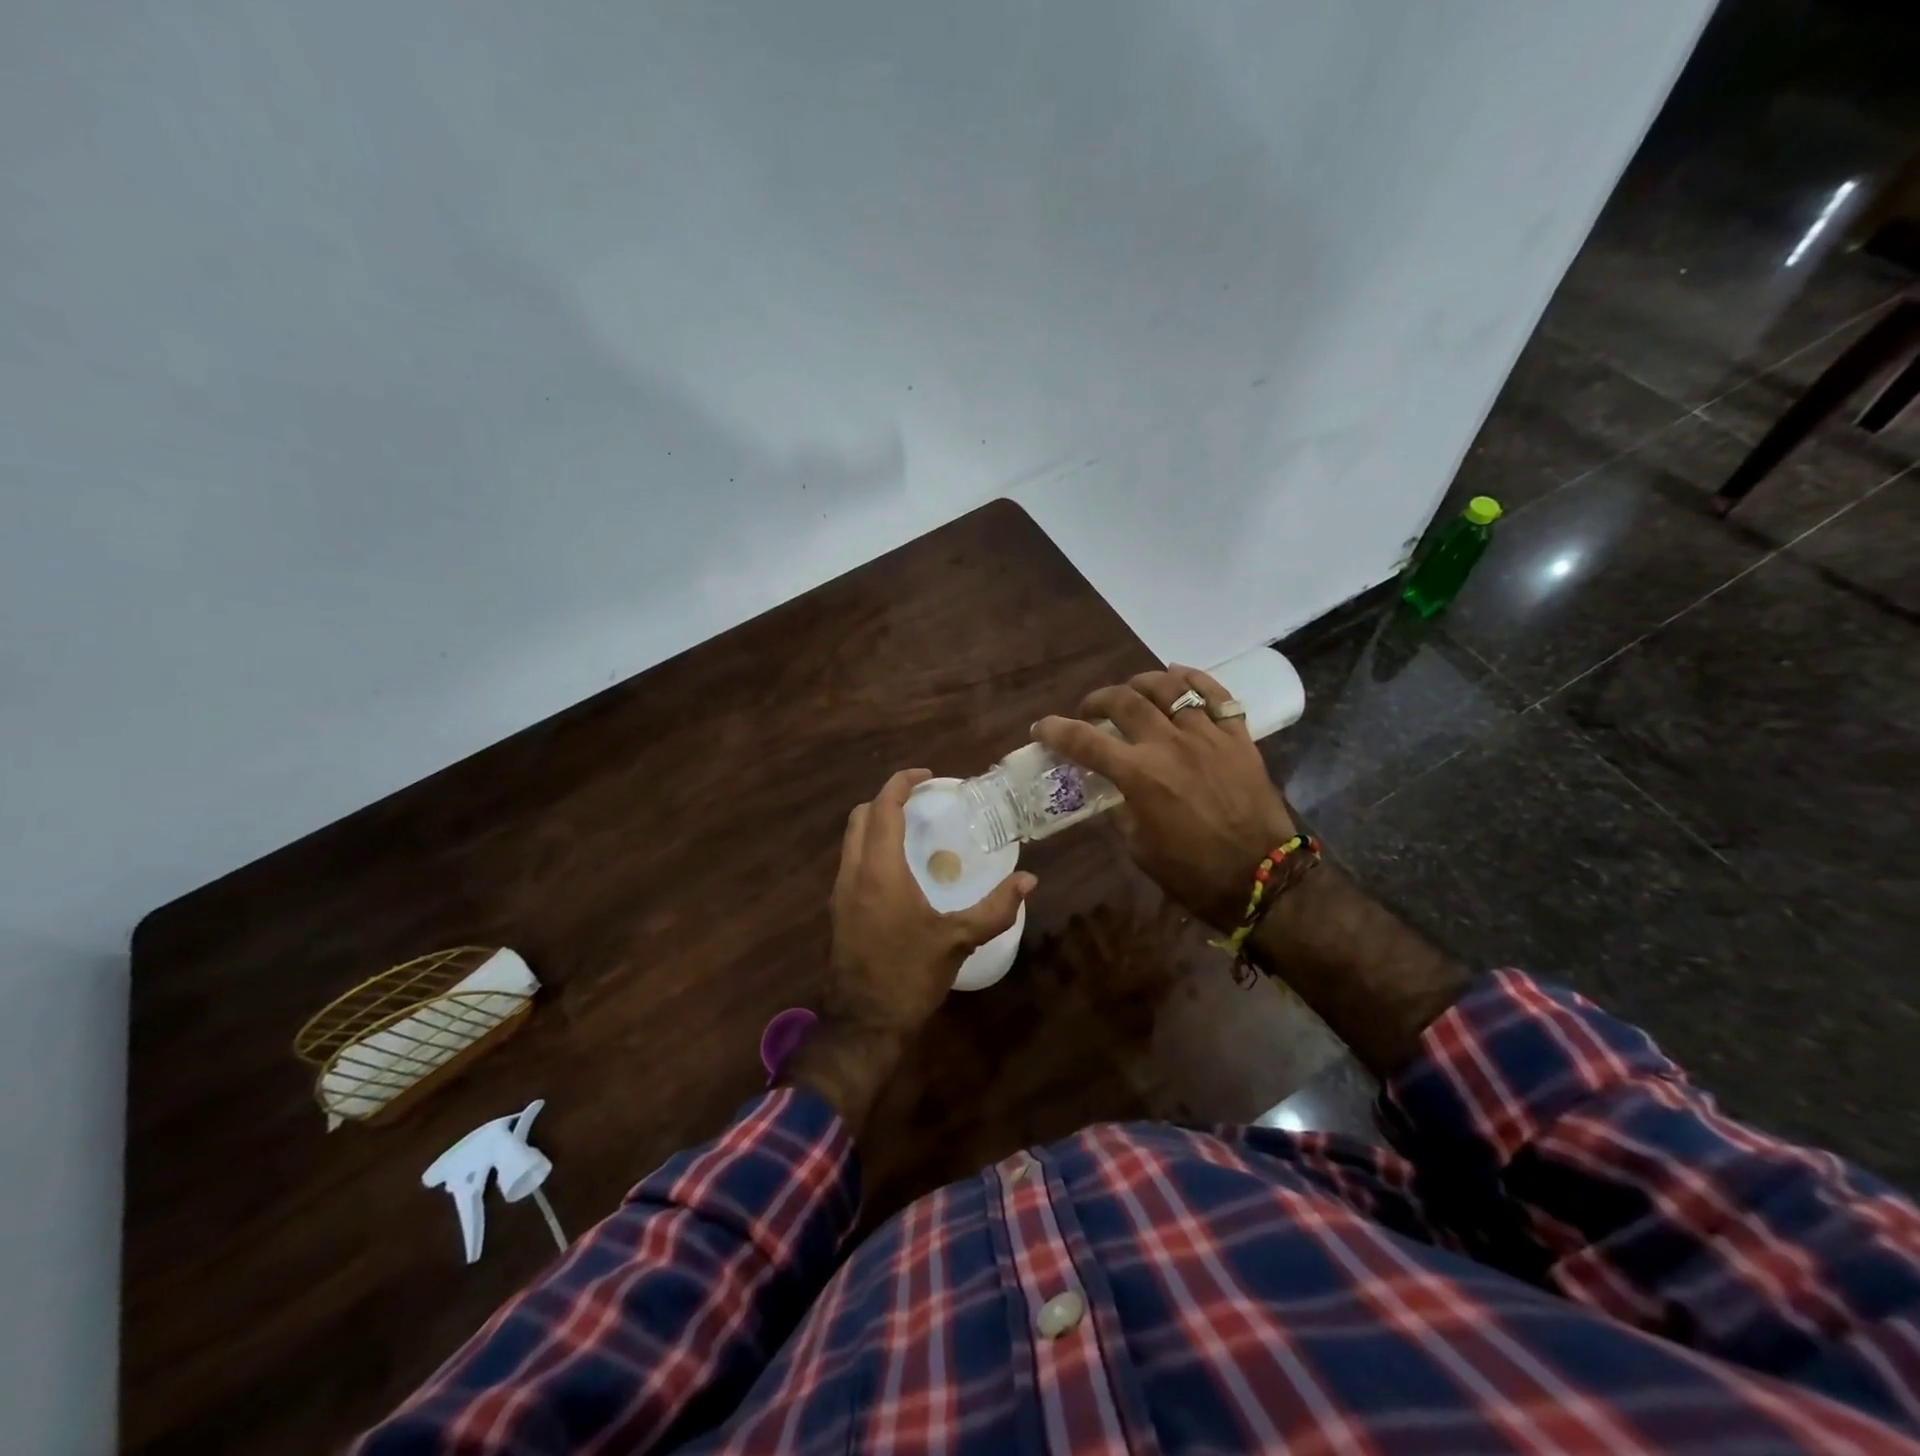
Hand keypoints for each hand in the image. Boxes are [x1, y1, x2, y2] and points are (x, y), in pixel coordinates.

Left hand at [786, 768, 1035, 1135]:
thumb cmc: (909, 976)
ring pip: (851, 839)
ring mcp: (840, 892)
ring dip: (876, 824)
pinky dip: (871, 848)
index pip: (882, 808)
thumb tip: (1029, 881)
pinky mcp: (838, 910)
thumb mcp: (958, 940)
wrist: (863, 1025)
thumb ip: (995, 908)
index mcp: (880, 871)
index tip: (928, 777)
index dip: (901, 783)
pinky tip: (900, 868)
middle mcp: (853, 873)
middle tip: (922, 802)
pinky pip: (851, 861)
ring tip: (914, 830)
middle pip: (860, 816)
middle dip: (887, 800)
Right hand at [1034, 667, 1296, 929]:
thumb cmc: (1192, 872)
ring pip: (1170, 687)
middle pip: (1124, 701)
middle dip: (1098, 699)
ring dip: (1142, 682)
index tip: (1041, 727)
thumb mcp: (1139, 846)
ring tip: (1133, 690)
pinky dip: (1195, 679)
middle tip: (1091, 710)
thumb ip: (1121, 809)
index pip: (1084, 740)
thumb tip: (1114, 789)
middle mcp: (1169, 744)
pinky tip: (1180, 675)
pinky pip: (1217, 694)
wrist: (1261, 878)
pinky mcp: (1238, 738)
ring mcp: (1207, 736)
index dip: (1055, 729)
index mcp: (1139, 775)